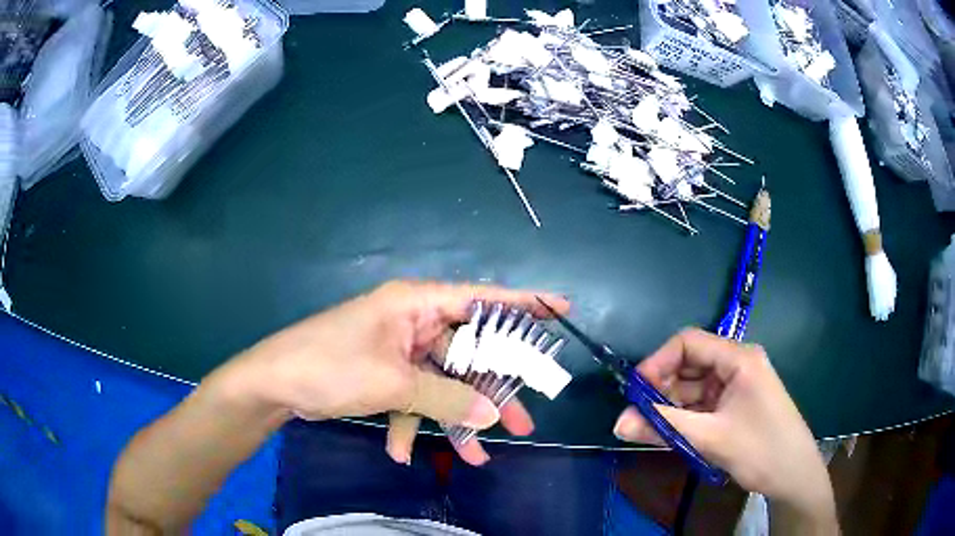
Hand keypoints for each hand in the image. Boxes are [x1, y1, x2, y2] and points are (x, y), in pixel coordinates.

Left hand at [226, 280, 569, 465]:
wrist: (274, 385)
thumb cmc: (330, 366)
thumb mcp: (393, 383)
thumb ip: (447, 398)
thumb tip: (491, 416)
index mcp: (417, 304)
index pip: (483, 298)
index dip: (526, 304)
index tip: (564, 309)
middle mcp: (414, 322)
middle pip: (469, 354)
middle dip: (493, 392)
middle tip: (523, 422)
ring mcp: (400, 350)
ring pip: (445, 383)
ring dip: (456, 419)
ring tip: (478, 456)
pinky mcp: (387, 374)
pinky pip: (415, 397)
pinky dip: (414, 424)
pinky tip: (402, 452)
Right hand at [612, 329, 835, 523]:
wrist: (793, 476)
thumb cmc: (760, 449)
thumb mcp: (710, 438)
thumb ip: (662, 427)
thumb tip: (617, 423)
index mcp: (738, 358)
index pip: (689, 343)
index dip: (658, 362)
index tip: (635, 392)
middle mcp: (737, 364)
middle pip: (689, 364)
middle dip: (661, 389)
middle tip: (638, 418)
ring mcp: (737, 385)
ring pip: (693, 388)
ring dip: (671, 407)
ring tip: (650, 432)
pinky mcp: (735, 405)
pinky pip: (702, 405)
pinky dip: (684, 418)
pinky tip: (671, 435)